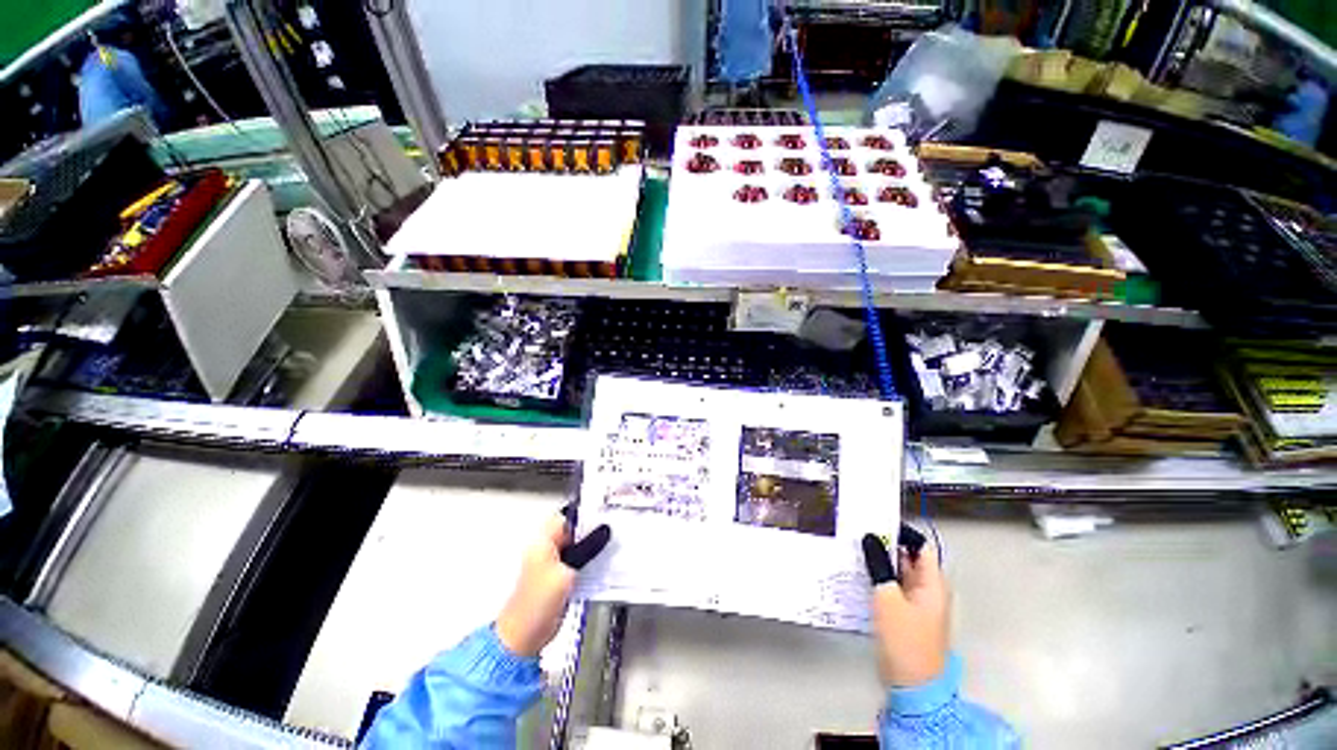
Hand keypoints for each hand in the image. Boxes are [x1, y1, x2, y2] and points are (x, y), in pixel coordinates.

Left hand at [495, 505, 610, 657]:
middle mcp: (547, 546)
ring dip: (593, 543)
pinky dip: (590, 557)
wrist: (524, 637)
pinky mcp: (560, 576)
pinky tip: (604, 559)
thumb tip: (604, 530)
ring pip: (578, 544)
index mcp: (543, 540)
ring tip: (613, 540)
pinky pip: (578, 559)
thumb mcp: (566, 573)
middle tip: (613, 525)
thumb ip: (587, 549)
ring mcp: (553, 562)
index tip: (606, 511)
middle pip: (574, 528)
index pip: (568, 515)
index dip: (587, 512)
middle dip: (593, 527)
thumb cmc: (537, 604)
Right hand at [862, 526, 948, 687]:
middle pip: (908, 558)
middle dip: (885, 545)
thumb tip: (870, 538)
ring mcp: (917, 602)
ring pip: (898, 573)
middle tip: (858, 532)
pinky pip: (892, 587)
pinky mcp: (905, 613)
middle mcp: (928, 589)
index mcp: (933, 583)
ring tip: (854, 548)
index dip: (901, 532)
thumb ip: (878, 565)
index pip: (920, 546)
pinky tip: (858, 573)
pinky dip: (878, 578)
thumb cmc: (905, 638)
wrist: (912, 684)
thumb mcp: (887, 597)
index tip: (876, 521)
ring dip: (879, 562)